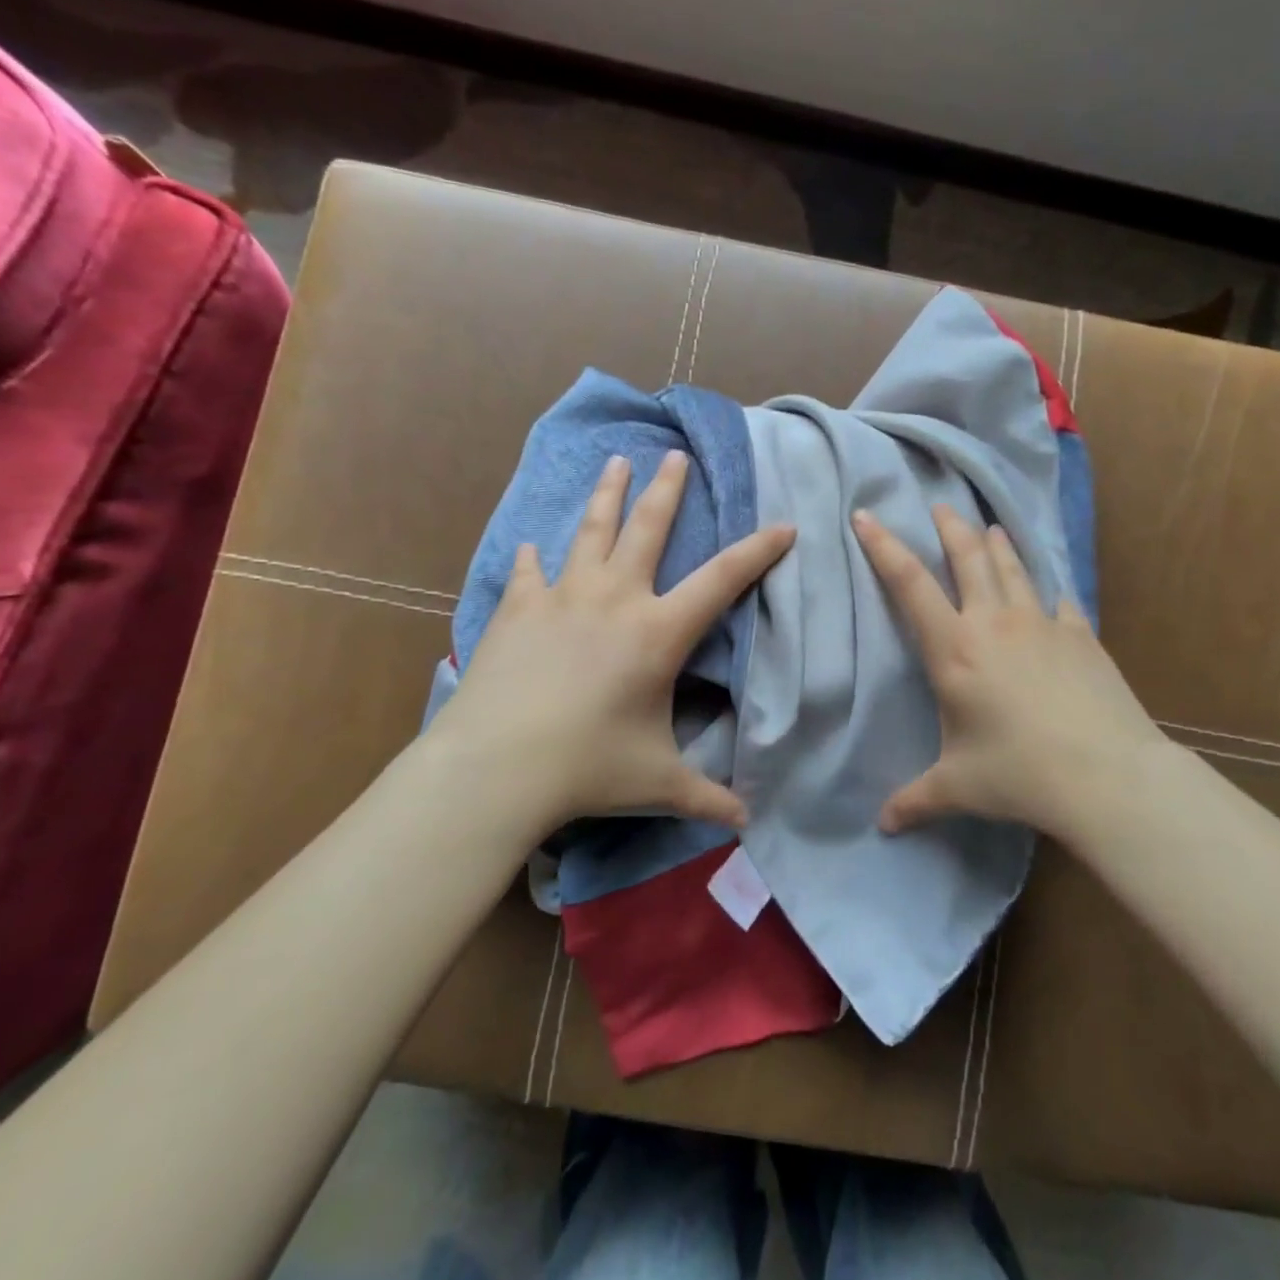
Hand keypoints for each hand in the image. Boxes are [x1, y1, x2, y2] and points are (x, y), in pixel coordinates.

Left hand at [428, 451, 793, 839]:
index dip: (758, 551)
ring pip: (590, 531)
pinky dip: (534, 559)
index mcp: (658, 632)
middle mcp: (615, 599)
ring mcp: (562, 597)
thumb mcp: (657, 782)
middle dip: (668, 490)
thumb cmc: (587, 768)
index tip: (783, 526)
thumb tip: (747, 824)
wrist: (496, 766)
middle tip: (675, 455)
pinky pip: (529, 574)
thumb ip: (706, 798)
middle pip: (648, 529)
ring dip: (607, 495)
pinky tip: (531, 547)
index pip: (723, 580)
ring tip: (615, 462)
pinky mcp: (518, 609)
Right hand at [852, 505, 1163, 843]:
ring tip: (988, 526)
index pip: (909, 583)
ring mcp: (1042, 623)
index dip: (883, 546)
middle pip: (967, 557)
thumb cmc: (1019, 774)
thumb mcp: (957, 787)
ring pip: (1013, 568)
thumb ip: (915, 800)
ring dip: (996, 544)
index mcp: (955, 649)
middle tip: (940, 505)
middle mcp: (994, 623)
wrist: (1106, 775)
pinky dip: (1046, 587)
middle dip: (949, 527)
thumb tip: (883, 826)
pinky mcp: (1080, 635)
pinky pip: (1058, 599)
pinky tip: (1048, 587)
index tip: (866, 515)